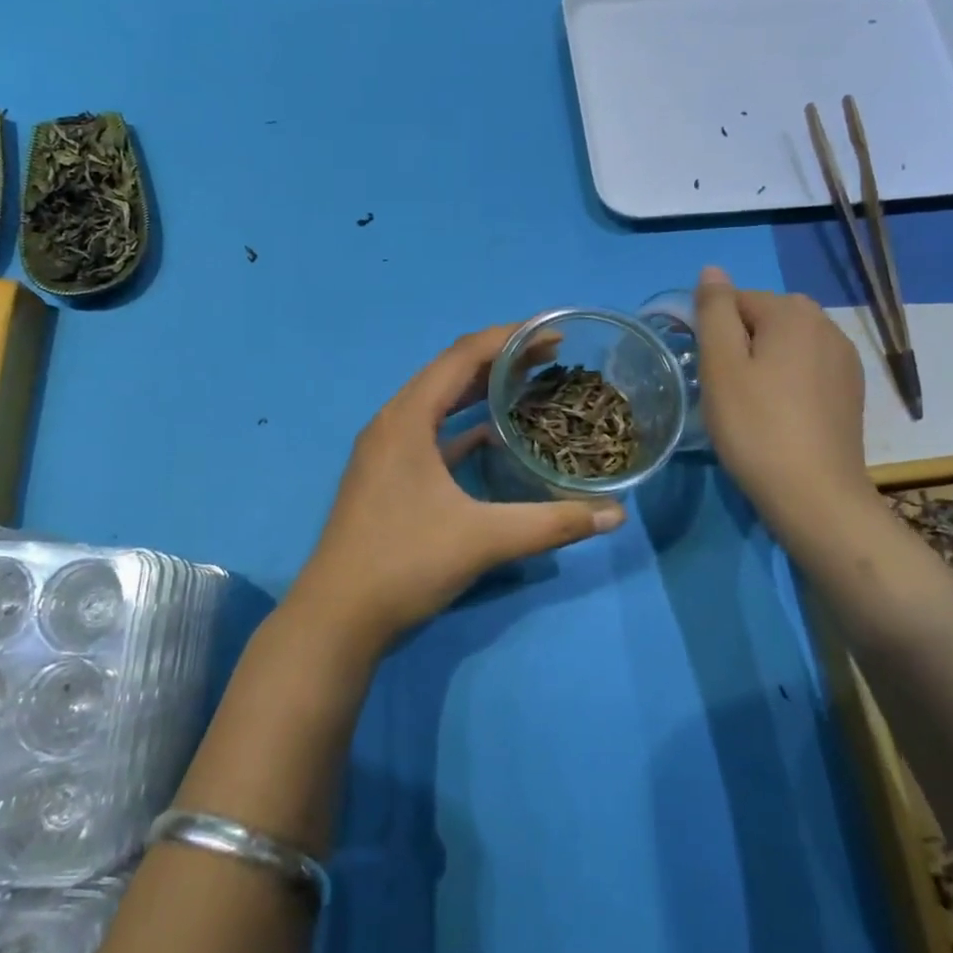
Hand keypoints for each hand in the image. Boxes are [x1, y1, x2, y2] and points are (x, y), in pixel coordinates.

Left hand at [290, 324, 626, 655]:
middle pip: (451, 372)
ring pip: (439, 403)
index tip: (555, 335)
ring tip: (530, 384)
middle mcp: (393, 423)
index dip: (511, 338)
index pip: (463, 356)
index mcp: (407, 418)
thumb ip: (553, 523)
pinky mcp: (388, 476)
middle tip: (553, 357)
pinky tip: (494, 435)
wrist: (337, 618)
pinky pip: (432, 433)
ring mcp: (386, 450)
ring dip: (481, 390)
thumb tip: (615, 515)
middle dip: (502, 359)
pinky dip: (464, 426)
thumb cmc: (405, 564)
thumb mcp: (483, 540)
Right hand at [694, 266, 873, 527]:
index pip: (735, 301)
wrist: (815, 495)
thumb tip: (712, 270)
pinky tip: (779, 416)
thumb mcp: (720, 365)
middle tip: (724, 390)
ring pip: (787, 345)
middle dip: (740, 345)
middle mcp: (826, 324)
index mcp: (792, 312)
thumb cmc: (756, 426)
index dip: (712, 334)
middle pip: (764, 319)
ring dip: (763, 364)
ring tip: (749, 405)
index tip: (706, 373)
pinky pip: (808, 369)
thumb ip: (714, 311)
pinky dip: (788, 382)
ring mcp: (845, 358)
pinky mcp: (851, 390)